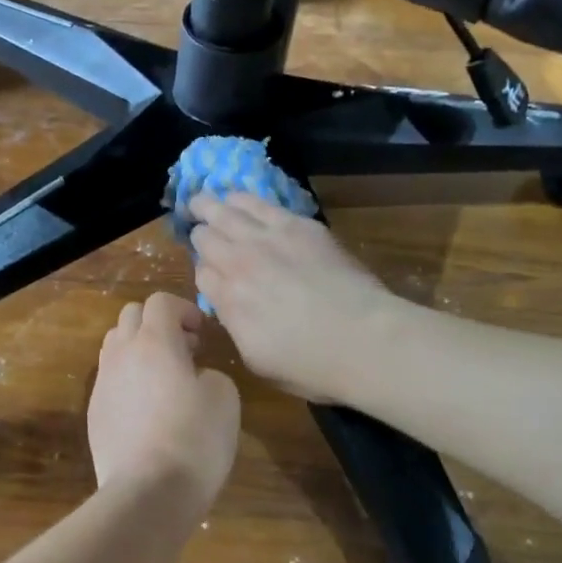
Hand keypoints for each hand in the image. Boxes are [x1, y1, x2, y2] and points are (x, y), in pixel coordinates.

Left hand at [88, 293, 240, 508]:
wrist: (147, 492)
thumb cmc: (194, 440)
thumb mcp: (225, 398)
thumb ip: (210, 373)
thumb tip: (195, 376)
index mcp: (154, 342)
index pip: (160, 301)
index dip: (184, 309)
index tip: (202, 333)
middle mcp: (122, 354)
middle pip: (132, 315)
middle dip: (159, 323)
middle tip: (185, 351)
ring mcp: (103, 383)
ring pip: (115, 344)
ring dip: (140, 348)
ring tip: (164, 377)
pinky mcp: (94, 412)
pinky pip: (110, 378)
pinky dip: (128, 378)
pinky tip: (148, 408)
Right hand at [188, 193, 400, 402]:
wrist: (364, 339)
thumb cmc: (313, 365)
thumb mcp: (257, 360)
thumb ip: (235, 326)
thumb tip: (229, 306)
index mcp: (228, 301)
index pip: (201, 274)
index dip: (205, 272)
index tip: (213, 275)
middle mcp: (239, 263)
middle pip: (205, 237)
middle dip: (199, 234)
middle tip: (197, 228)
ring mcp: (267, 239)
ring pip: (225, 211)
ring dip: (210, 206)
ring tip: (203, 201)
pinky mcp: (298, 225)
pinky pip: (258, 203)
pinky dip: (242, 200)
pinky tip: (238, 197)